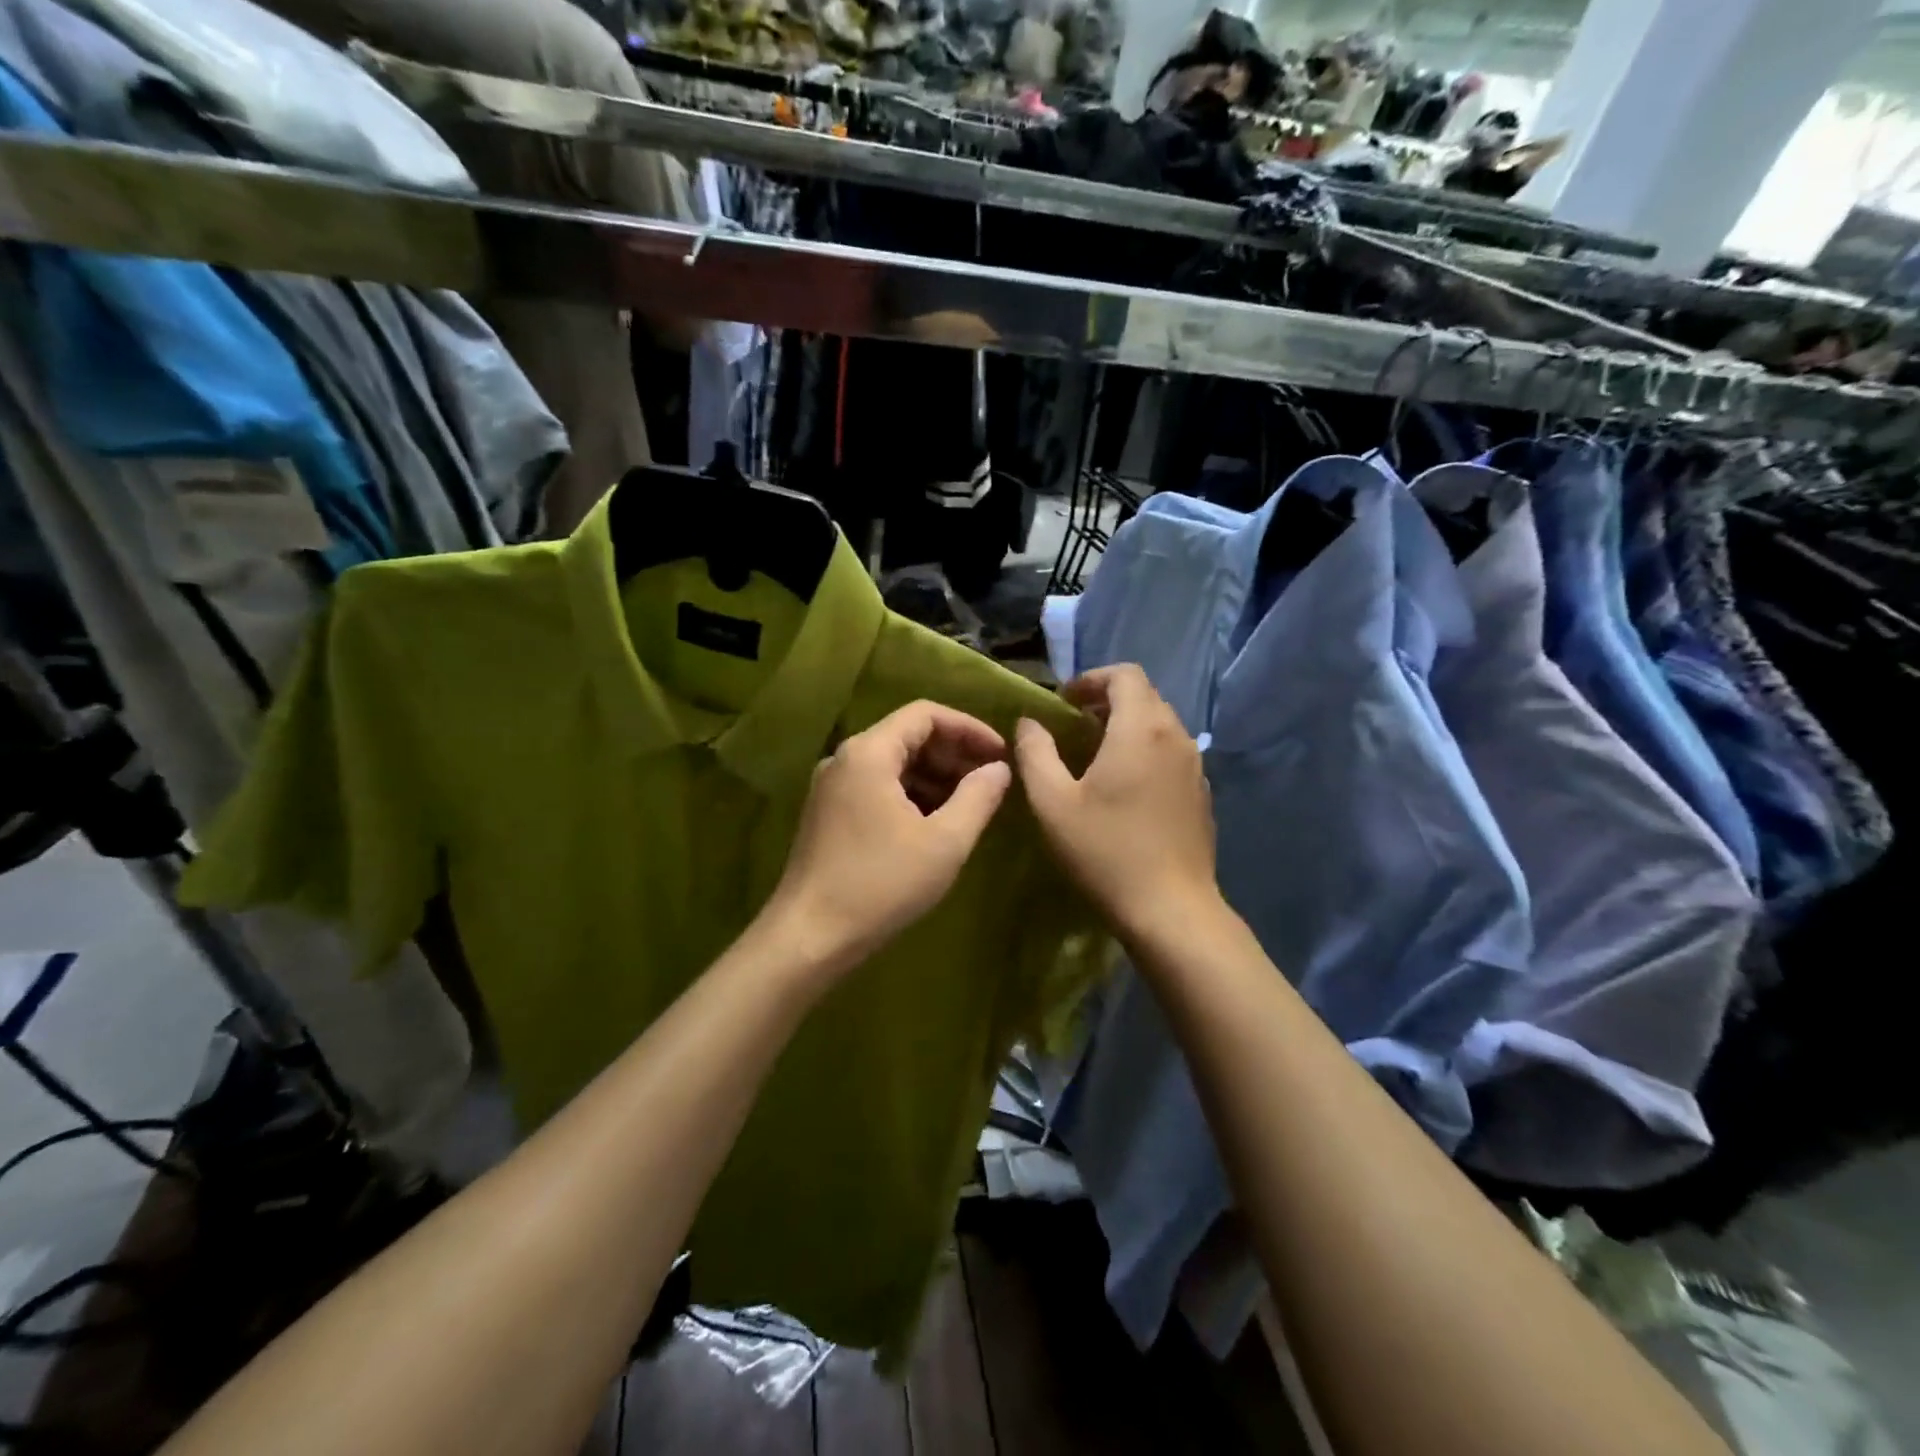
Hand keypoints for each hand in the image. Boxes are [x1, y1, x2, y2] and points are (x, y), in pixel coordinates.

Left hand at [767, 701, 1012, 976]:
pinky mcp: (828, 814)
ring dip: (934, 777)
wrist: (810, 937)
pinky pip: (877, 787)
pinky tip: (935, 824)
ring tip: (970, 804)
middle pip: (907, 736)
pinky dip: (911, 795)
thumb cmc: (881, 884)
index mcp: (869, 753)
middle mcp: (845, 759)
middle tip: (991, 781)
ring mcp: (831, 787)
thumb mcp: (944, 842)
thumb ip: (978, 797)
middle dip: (953, 753)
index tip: (1001, 755)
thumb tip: (999, 769)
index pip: (925, 714)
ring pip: (892, 764)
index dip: (969, 728)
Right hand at [1014, 665, 1220, 939]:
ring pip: (1160, 725)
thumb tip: (1029, 723)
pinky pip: (1171, 754)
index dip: (1091, 679)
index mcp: (1141, 728)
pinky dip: (1145, 752)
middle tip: (1074, 727)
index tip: (1064, 703)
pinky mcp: (1202, 794)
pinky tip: (1125, 789)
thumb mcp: (1052, 802)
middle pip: (1144, 696)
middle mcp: (1175, 737)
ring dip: (1127, 727)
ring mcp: (1195, 766)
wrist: (1171, 910)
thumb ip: (1035, 753)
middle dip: (1107, 701)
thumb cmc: (1105, 851)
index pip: (1125, 674)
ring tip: (1095, 757)